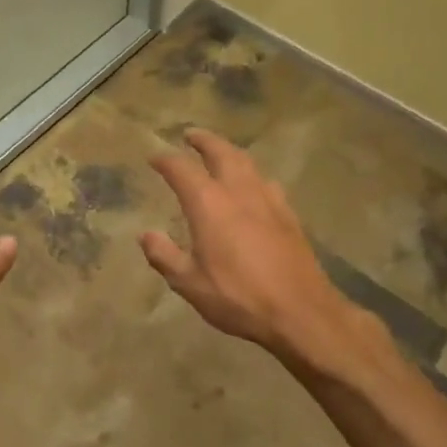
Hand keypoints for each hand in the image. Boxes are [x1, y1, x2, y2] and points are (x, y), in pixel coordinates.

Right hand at [140, 129, 378, 371]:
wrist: (301, 312)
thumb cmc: (238, 297)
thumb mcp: (189, 283)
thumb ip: (164, 255)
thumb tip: (146, 235)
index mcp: (209, 204)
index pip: (181, 169)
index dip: (165, 160)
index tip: (153, 158)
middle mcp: (238, 191)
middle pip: (220, 152)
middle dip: (203, 140)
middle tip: (190, 134)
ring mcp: (268, 200)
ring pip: (247, 162)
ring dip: (229, 151)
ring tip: (220, 152)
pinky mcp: (288, 214)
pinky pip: (266, 181)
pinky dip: (252, 174)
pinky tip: (253, 185)